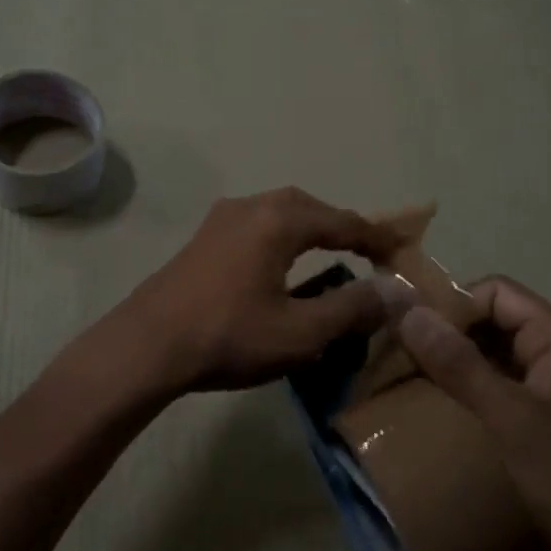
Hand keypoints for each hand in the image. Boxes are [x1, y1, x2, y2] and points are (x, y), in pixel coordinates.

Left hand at [118, 188, 400, 395]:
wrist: (148, 343)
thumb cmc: (229, 335)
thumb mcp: (301, 331)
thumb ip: (352, 308)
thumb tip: (397, 292)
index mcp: (279, 220)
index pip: (342, 221)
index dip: (377, 237)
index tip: (403, 252)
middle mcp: (251, 206)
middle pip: (310, 208)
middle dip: (342, 228)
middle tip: (369, 252)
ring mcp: (221, 219)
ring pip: (279, 213)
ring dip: (310, 230)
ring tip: (332, 256)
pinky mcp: (203, 238)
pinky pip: (257, 226)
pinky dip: (282, 238)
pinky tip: (283, 264)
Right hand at [396, 277, 550, 550]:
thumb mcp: (507, 417)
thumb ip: (458, 363)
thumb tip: (407, 311)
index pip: (498, 293)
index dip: (455, 304)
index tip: (416, 332)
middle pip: (497, 318)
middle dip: (453, 331)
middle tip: (409, 353)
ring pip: (497, 349)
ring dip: (460, 358)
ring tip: (418, 374)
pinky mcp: (550, 412)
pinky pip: (503, 379)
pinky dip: (473, 382)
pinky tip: (445, 401)